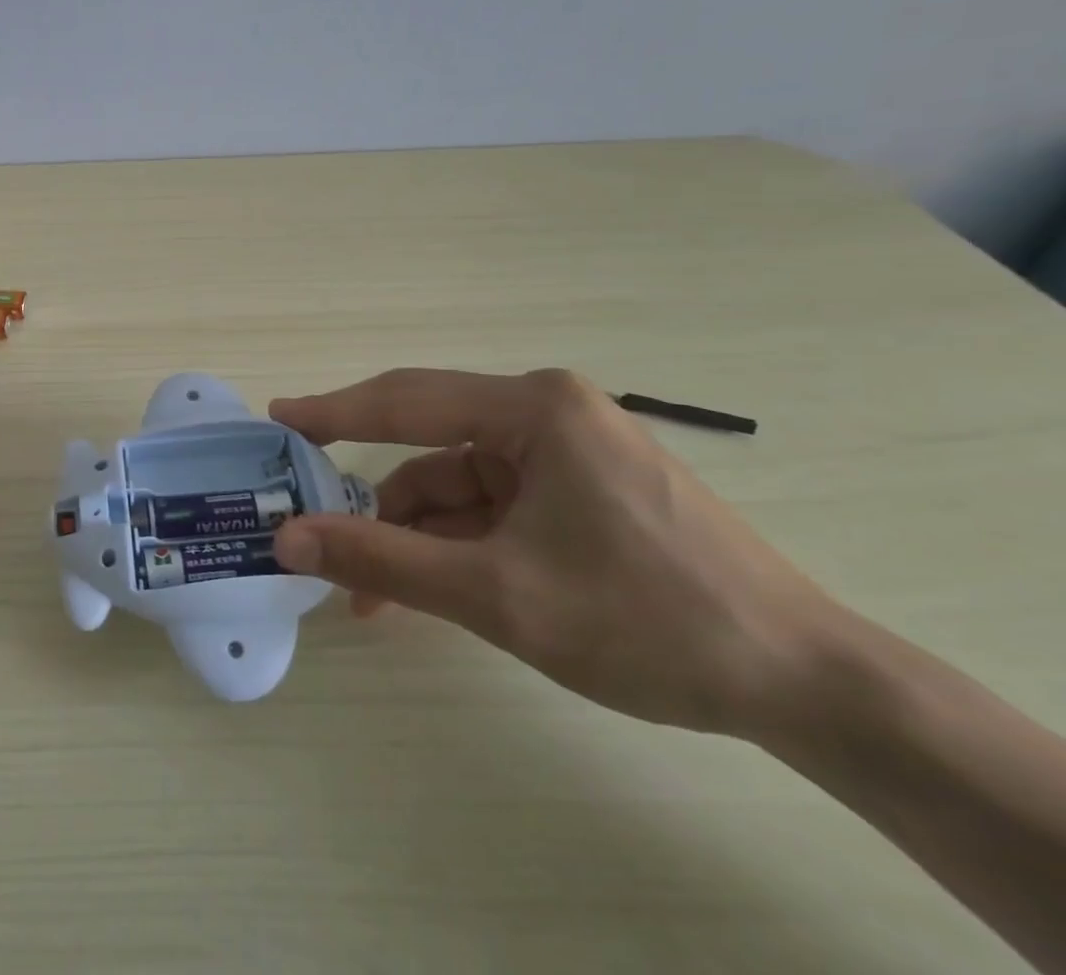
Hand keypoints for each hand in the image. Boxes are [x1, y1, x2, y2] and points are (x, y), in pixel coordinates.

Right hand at [270, 368, 839, 736]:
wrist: (809, 687)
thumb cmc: (646, 621)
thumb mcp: (497, 593)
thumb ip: (383, 559)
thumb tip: (288, 540)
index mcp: (533, 407)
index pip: (405, 400)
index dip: (333, 411)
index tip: (278, 419)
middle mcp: (546, 413)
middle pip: (430, 443)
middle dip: (374, 495)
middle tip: (311, 520)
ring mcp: (568, 452)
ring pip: (460, 483)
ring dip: (415, 533)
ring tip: (371, 592)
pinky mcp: (582, 491)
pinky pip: (495, 505)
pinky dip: (456, 542)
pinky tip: (428, 587)